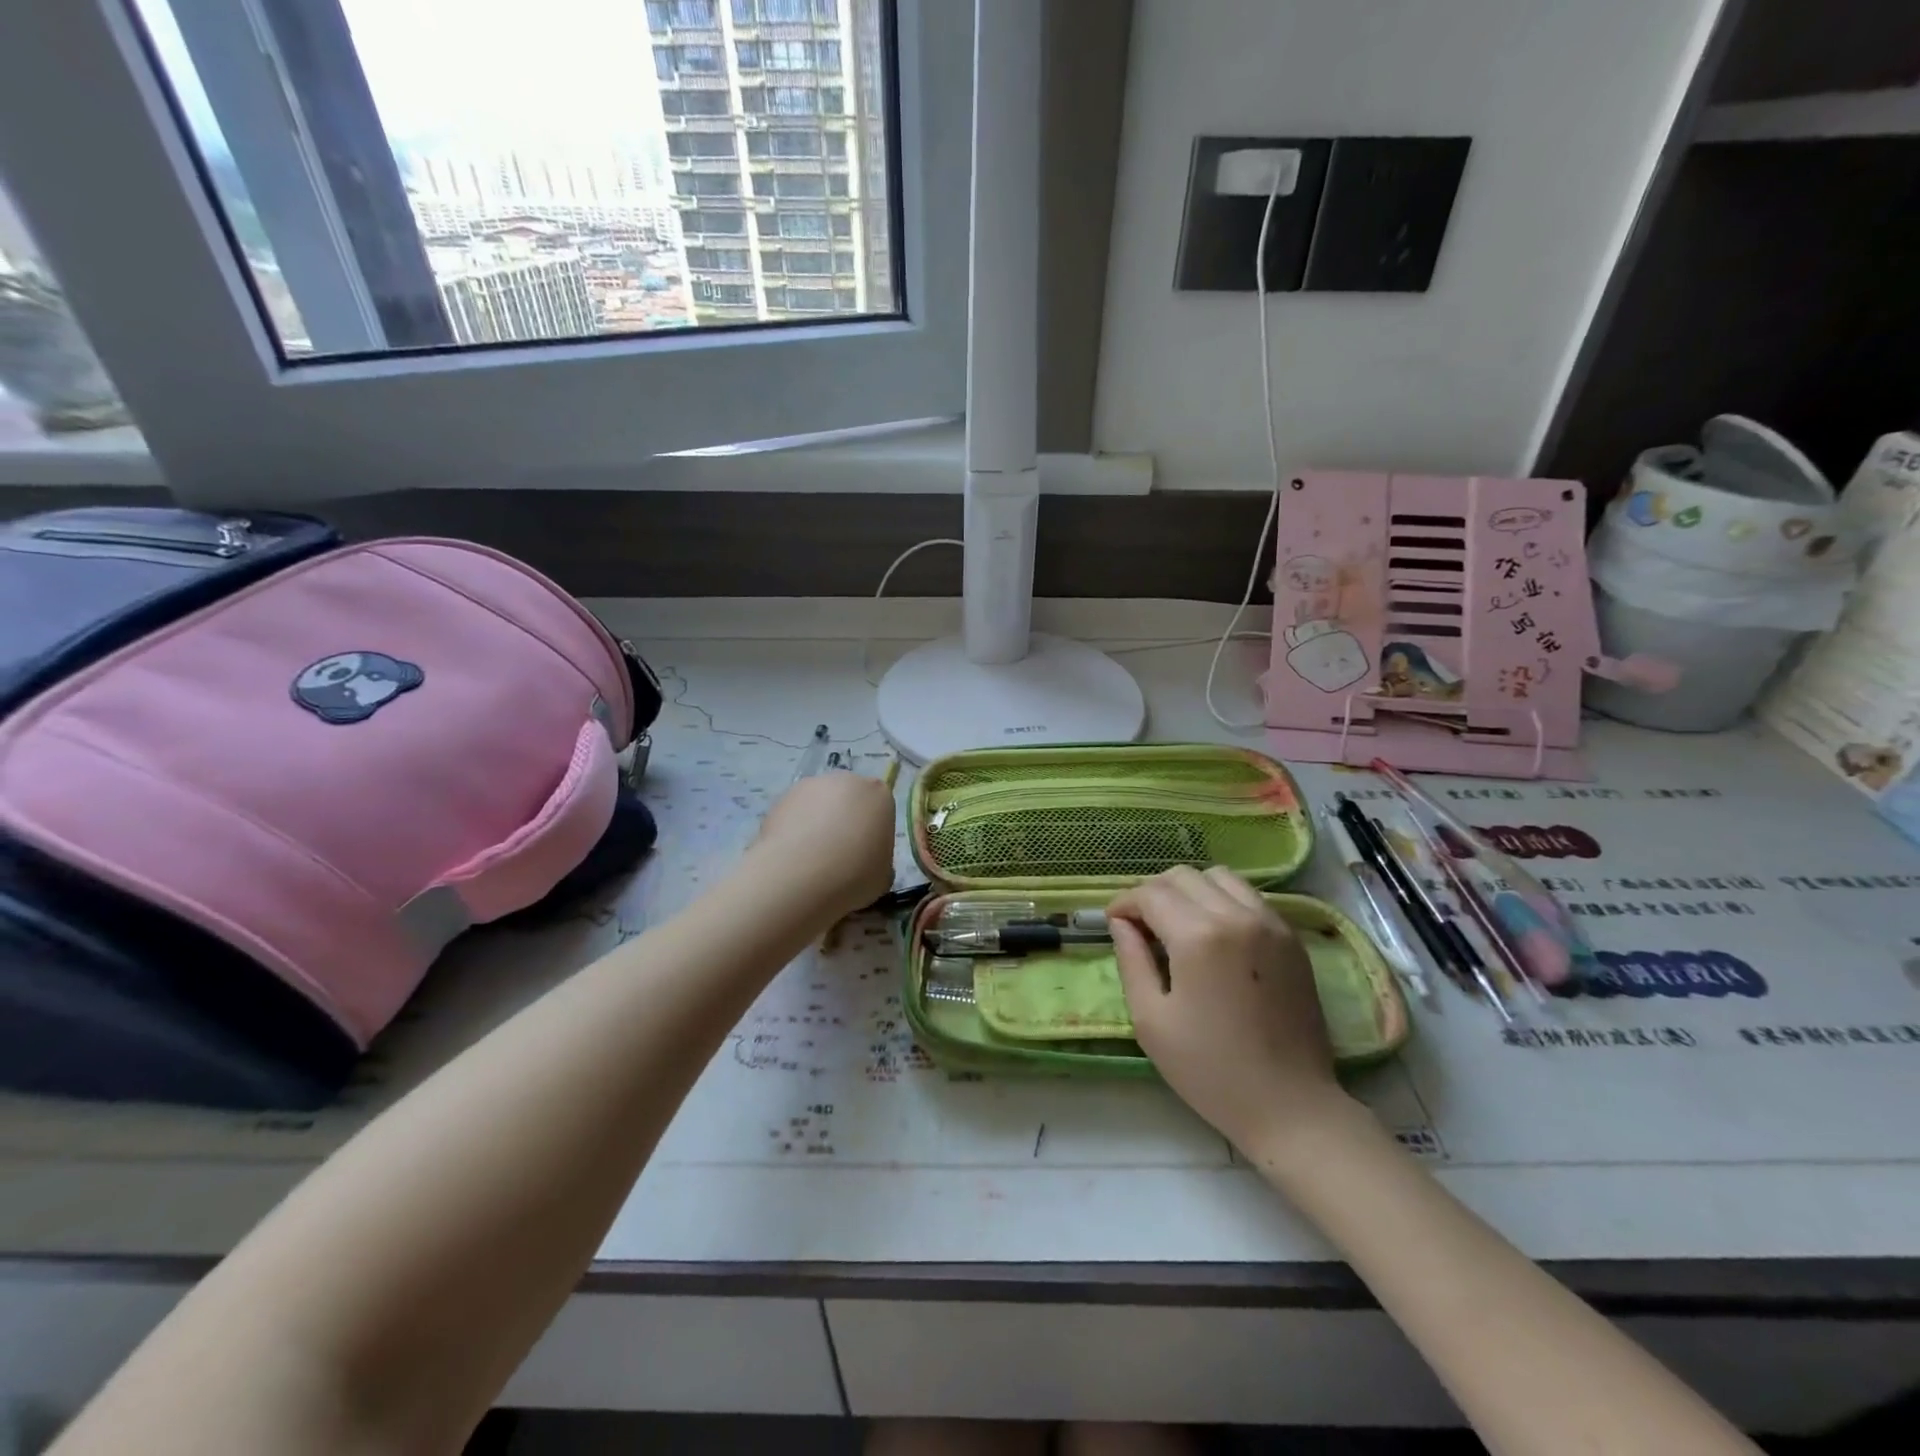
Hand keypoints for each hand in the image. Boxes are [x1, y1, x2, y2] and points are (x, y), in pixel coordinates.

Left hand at [753, 771, 896, 919]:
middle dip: (845, 822)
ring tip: (809, 860)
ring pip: (819, 804)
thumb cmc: (854, 874)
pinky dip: (793, 830)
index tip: (866, 857)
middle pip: (849, 800)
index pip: (880, 808)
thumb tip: (868, 865)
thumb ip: (880, 862)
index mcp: (878, 795)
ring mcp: (811, 785)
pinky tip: (790, 858)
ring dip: (817, 824)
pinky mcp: (780, 797)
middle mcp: (847, 781)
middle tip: (839, 857)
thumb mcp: (883, 877)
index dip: (873, 833)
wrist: (799, 875)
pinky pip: (794, 814)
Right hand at [1109, 866, 1346, 1153]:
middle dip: (1153, 892)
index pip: (1151, 894)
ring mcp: (1271, 924)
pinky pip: (1249, 897)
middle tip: (1141, 925)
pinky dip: (1223, 900)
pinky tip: (1214, 935)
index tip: (1113, 923)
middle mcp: (1237, 916)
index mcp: (1199, 937)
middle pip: (1183, 876)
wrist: (1291, 1106)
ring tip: (1178, 924)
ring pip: (1219, 877)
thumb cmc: (1211, 1070)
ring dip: (1190, 891)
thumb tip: (1121, 923)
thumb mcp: (1152, 1020)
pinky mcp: (1292, 938)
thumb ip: (1131, 961)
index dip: (1124, 903)